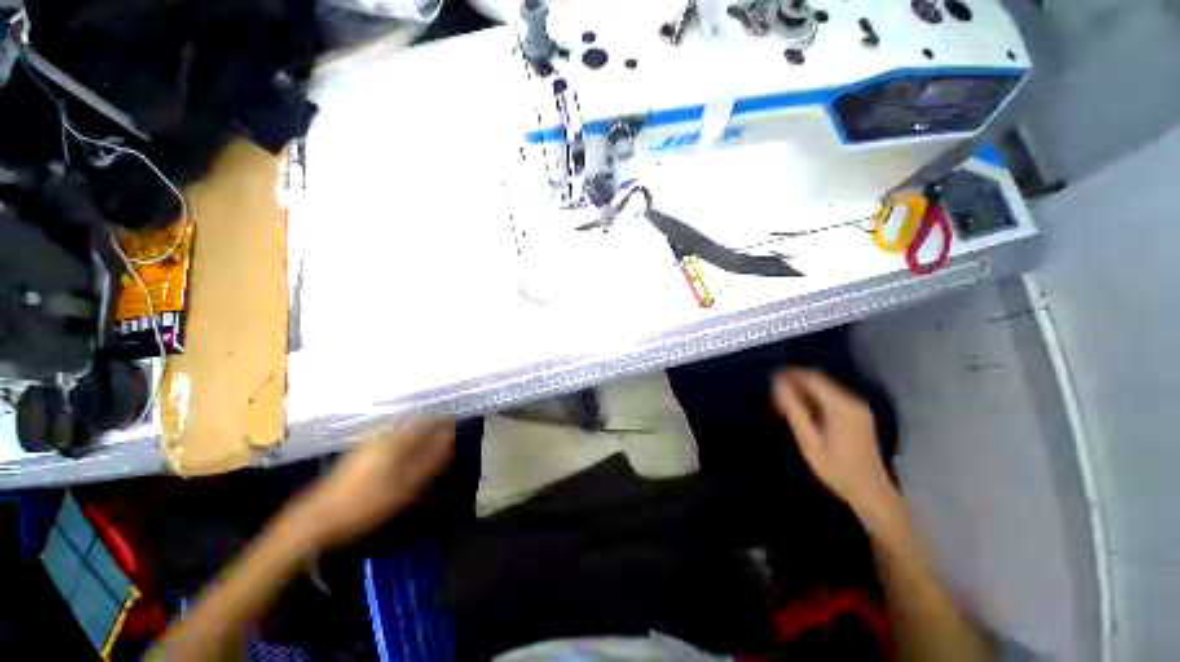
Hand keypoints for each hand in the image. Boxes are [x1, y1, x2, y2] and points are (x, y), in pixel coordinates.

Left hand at [286, 419, 454, 550]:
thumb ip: (430, 462)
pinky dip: (405, 439)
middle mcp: (383, 434)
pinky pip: (391, 435)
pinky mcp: (361, 449)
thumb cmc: (366, 504)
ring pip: (403, 427)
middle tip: (445, 441)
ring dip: (419, 432)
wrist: (318, 517)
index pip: (428, 421)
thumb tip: (450, 440)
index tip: (456, 430)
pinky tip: (405, 456)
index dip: (445, 423)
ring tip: (429, 449)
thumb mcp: (404, 487)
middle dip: (433, 426)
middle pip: (415, 421)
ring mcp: (370, 440)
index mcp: (396, 440)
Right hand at [773, 370, 898, 519]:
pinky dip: (813, 398)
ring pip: (824, 387)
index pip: (813, 378)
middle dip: (795, 382)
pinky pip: (830, 396)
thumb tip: (778, 385)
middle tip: (775, 395)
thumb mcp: (809, 442)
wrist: (870, 491)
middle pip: (819, 380)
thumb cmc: (836, 469)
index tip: (771, 380)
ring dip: (803, 390)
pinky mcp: (857, 414)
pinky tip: (802, 411)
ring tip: (784, 404)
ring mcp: (857, 407)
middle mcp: (852, 401)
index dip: (790, 375)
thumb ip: (794, 411)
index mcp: (841, 407)